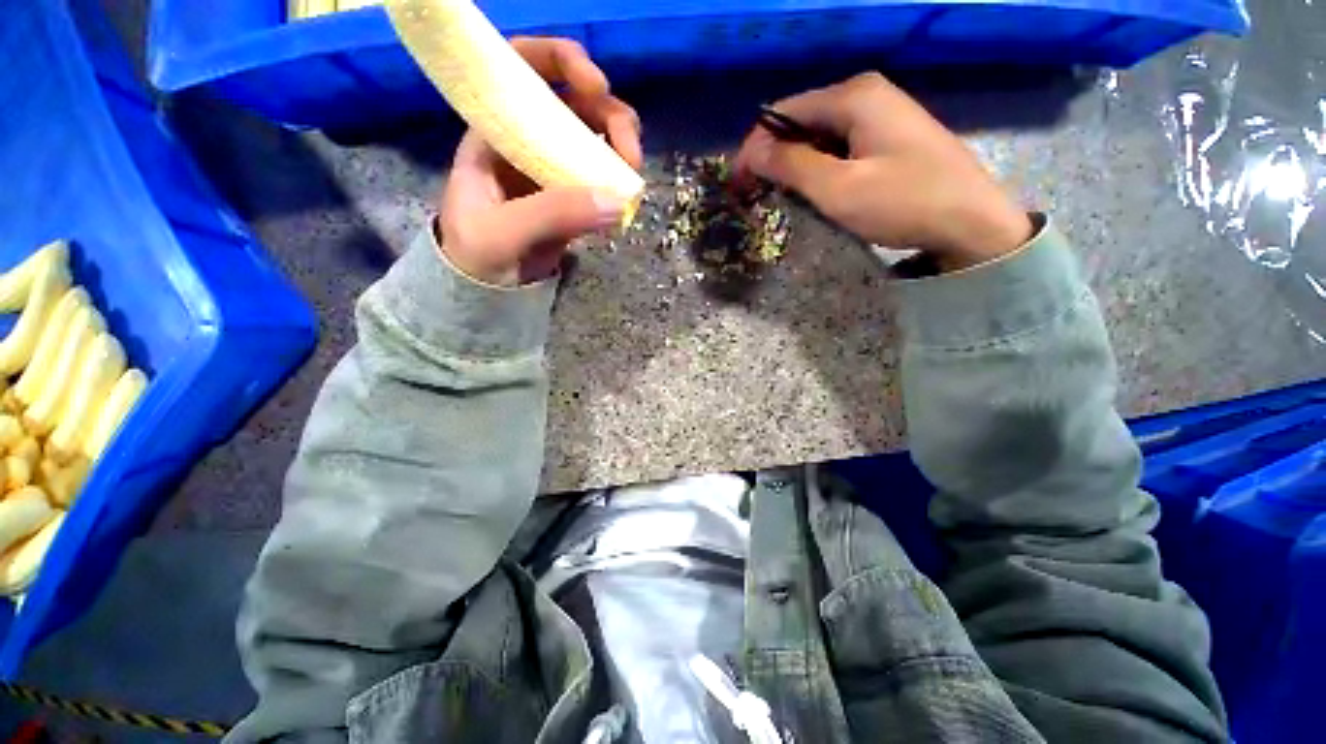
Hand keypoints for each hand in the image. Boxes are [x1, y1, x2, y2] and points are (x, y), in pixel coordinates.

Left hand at [438, 38, 642, 286]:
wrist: (485, 289)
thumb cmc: (476, 253)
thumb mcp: (503, 232)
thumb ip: (553, 213)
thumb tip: (617, 200)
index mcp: (496, 129)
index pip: (524, 67)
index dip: (561, 60)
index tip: (596, 85)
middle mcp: (529, 138)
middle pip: (576, 103)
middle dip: (610, 115)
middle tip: (631, 152)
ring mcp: (554, 168)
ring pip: (596, 139)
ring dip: (621, 148)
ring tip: (633, 176)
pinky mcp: (574, 197)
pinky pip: (603, 178)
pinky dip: (619, 183)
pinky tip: (626, 200)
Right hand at [735, 73, 1031, 270]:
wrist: (972, 221)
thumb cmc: (904, 203)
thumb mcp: (838, 188)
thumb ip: (790, 165)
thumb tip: (751, 152)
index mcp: (852, 96)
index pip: (782, 113)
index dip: (754, 148)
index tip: (738, 185)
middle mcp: (865, 94)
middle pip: (800, 122)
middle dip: (775, 158)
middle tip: (760, 197)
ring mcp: (880, 113)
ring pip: (819, 136)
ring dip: (797, 166)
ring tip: (787, 200)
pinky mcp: (888, 136)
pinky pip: (839, 147)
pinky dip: (820, 169)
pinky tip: (819, 193)